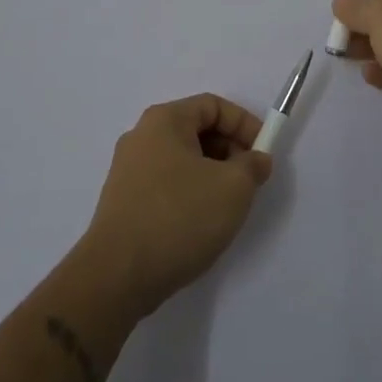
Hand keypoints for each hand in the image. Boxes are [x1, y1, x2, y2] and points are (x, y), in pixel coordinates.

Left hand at [79, 94, 272, 317]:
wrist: (117, 276)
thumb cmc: (179, 217)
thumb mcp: (233, 188)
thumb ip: (252, 166)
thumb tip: (255, 159)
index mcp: (164, 121)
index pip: (213, 106)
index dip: (244, 123)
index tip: (264, 152)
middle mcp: (141, 137)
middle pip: (196, 130)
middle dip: (229, 150)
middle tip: (250, 180)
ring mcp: (128, 170)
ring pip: (182, 159)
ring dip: (212, 174)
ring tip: (228, 205)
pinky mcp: (123, 202)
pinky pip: (166, 183)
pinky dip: (190, 193)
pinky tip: (200, 223)